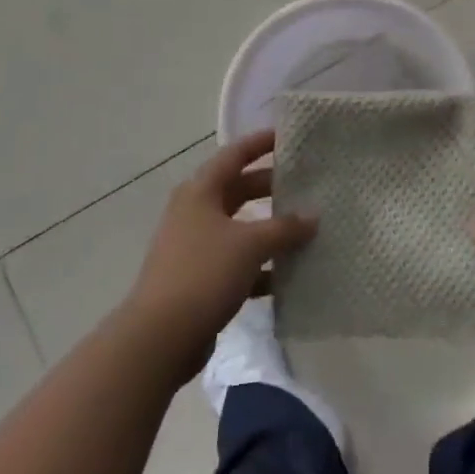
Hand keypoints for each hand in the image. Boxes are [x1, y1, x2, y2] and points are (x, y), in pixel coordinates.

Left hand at [122, 131, 315, 377]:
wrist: (160, 337)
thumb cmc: (204, 273)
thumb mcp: (250, 244)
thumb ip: (285, 228)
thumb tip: (313, 216)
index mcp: (200, 192)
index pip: (234, 155)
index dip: (260, 143)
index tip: (288, 136)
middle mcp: (195, 213)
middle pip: (238, 190)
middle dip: (271, 187)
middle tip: (306, 184)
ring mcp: (195, 247)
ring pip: (240, 228)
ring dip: (269, 229)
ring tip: (306, 228)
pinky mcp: (199, 280)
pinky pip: (237, 263)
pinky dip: (261, 266)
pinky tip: (289, 275)